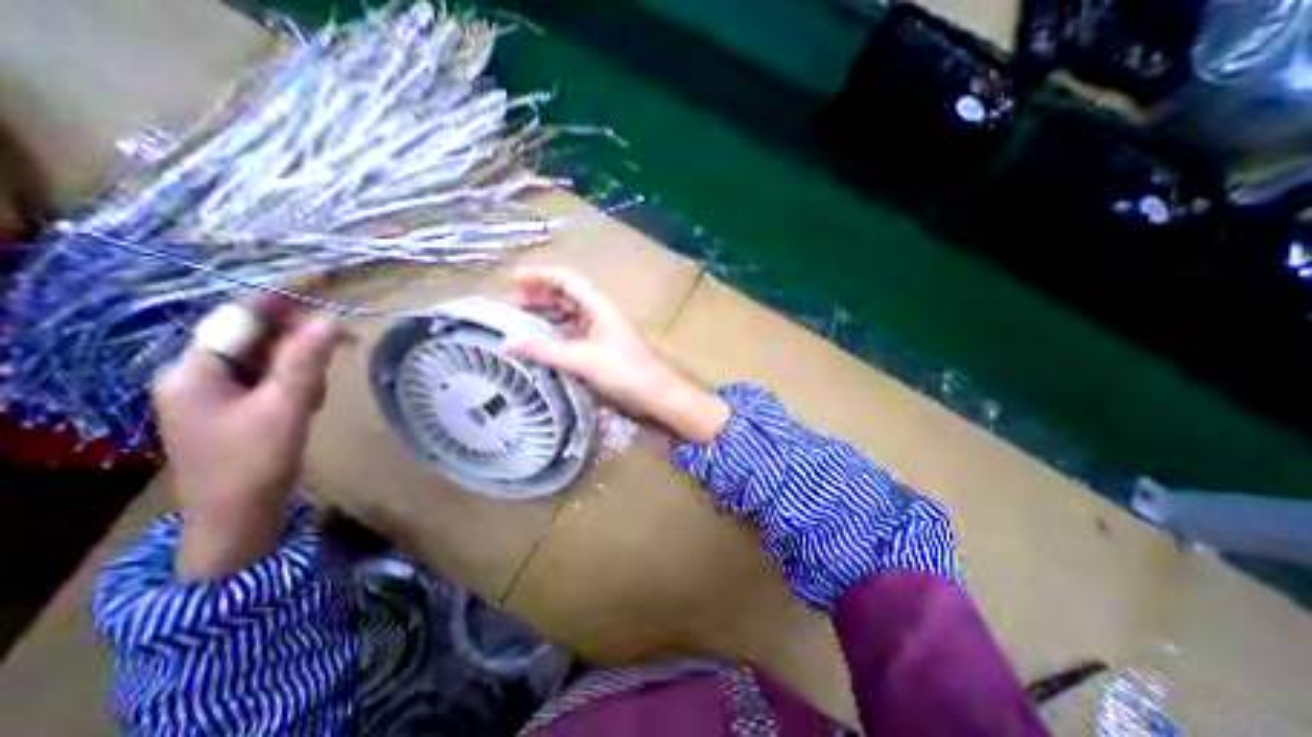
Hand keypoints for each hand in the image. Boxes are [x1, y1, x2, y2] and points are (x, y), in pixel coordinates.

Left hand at [153, 298, 345, 577]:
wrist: (239, 515)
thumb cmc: (255, 460)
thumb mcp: (285, 406)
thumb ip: (304, 361)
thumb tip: (329, 320)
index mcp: (195, 372)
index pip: (239, 321)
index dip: (278, 301)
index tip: (319, 285)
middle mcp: (200, 376)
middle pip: (256, 339)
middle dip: (299, 341)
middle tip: (344, 342)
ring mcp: (219, 395)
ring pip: (269, 361)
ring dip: (302, 367)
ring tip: (317, 394)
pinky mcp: (239, 409)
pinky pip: (272, 381)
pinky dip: (298, 384)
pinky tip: (309, 402)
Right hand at [505, 268, 732, 445]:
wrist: (658, 397)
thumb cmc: (625, 372)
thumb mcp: (583, 359)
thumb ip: (546, 350)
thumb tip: (506, 344)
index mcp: (598, 307)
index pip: (566, 280)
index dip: (539, 276)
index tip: (510, 281)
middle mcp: (599, 315)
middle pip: (565, 298)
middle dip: (537, 298)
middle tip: (507, 309)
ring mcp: (600, 334)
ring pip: (567, 319)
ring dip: (544, 319)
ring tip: (517, 328)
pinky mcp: (600, 353)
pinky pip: (572, 338)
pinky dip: (554, 339)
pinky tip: (538, 348)